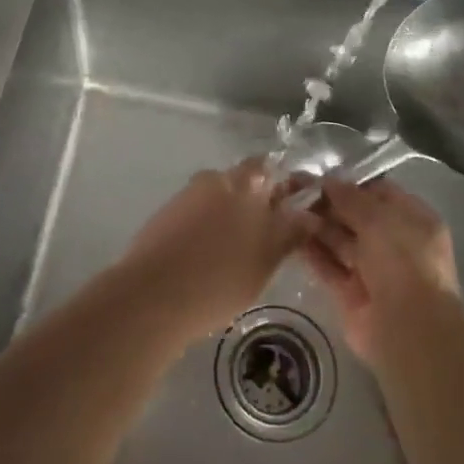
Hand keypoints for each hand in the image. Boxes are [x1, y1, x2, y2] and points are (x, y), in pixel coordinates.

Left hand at [120, 159, 310, 344]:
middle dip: (256, 202)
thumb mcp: (266, 261)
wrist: (152, 296)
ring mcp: (186, 196)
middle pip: (242, 182)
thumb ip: (290, 233)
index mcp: (243, 183)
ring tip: (237, 253)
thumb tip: (310, 215)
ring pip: (218, 199)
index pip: (269, 167)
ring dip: (229, 216)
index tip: (293, 206)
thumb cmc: (220, 278)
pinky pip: (196, 215)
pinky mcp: (165, 216)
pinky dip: (206, 229)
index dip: (283, 183)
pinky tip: (208, 258)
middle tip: (266, 236)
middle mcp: (214, 180)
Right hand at [302, 178, 460, 362]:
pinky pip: (329, 267)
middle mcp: (394, 243)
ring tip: (287, 208)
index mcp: (413, 220)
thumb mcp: (379, 218)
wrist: (407, 328)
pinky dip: (312, 253)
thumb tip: (328, 180)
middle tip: (294, 188)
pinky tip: (289, 236)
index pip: (380, 193)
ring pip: (340, 241)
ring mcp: (373, 270)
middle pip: (357, 217)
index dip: (351, 183)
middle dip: (328, 203)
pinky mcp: (351, 293)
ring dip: (316, 225)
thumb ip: (351, 197)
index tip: (320, 174)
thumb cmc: (403, 260)